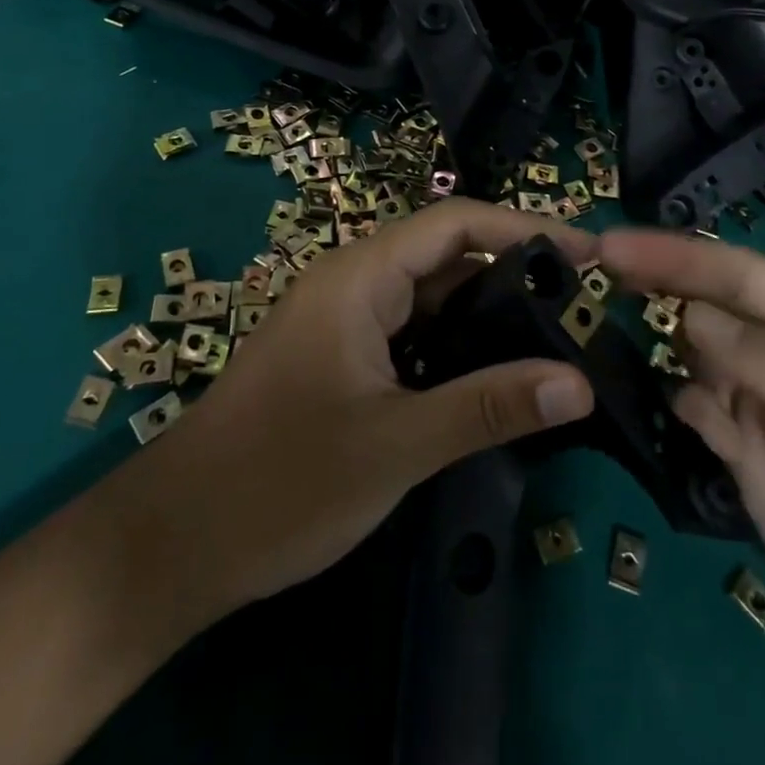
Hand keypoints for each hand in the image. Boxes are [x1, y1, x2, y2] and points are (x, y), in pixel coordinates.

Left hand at [105, 199, 596, 633]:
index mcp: (360, 276)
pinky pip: (412, 331)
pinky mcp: (341, 355)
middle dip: (515, 271)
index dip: (525, 228)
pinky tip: (495, 376)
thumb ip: (488, 407)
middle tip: (584, 305)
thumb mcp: (396, 444)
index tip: (589, 255)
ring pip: (430, 296)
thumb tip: (580, 385)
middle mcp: (353, 282)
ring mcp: (344, 319)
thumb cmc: (282, 482)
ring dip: (488, 312)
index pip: (456, 223)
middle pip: (447, 254)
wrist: (176, 541)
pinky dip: (457, 344)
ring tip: (556, 338)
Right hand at [597, 229, 764, 764]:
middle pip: (715, 305)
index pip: (745, 276)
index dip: (679, 254)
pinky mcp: (754, 463)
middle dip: (657, 281)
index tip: (612, 244)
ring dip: (655, 333)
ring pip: (699, 353)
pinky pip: (701, 411)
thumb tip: (693, 317)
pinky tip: (646, 394)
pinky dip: (672, 395)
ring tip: (596, 319)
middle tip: (587, 268)